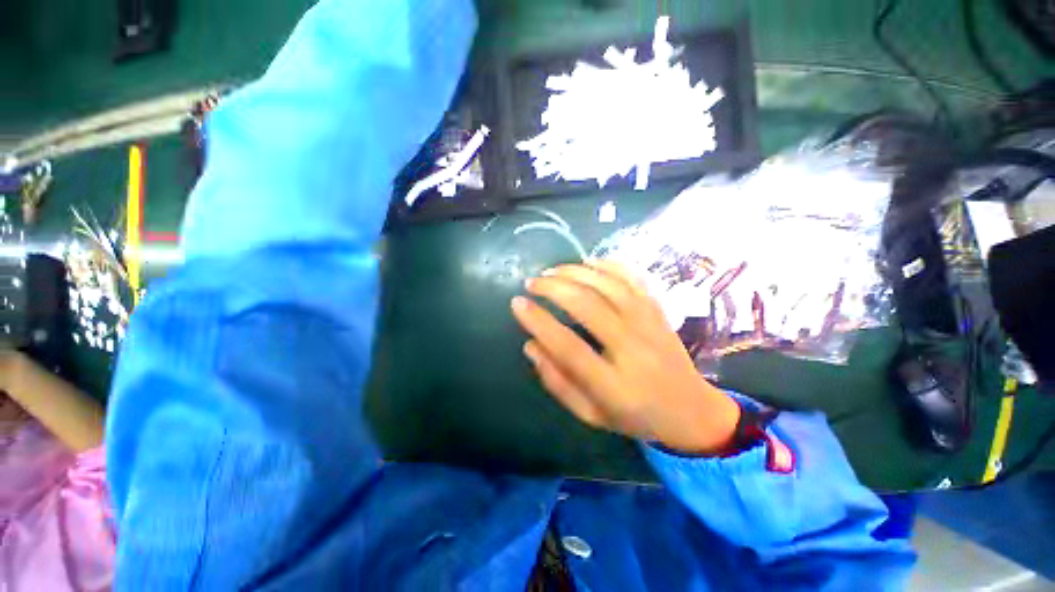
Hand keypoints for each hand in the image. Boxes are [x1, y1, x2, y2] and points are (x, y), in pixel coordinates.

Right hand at [511, 261, 739, 455]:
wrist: (692, 411)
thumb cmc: (635, 417)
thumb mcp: (590, 414)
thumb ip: (557, 382)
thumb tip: (530, 345)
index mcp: (613, 386)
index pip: (568, 347)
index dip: (539, 322)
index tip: (517, 304)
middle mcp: (633, 350)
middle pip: (588, 306)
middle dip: (553, 288)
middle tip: (532, 283)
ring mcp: (649, 326)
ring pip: (609, 286)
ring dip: (576, 272)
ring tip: (551, 270)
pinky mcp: (658, 311)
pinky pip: (633, 279)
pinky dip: (608, 265)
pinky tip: (588, 262)